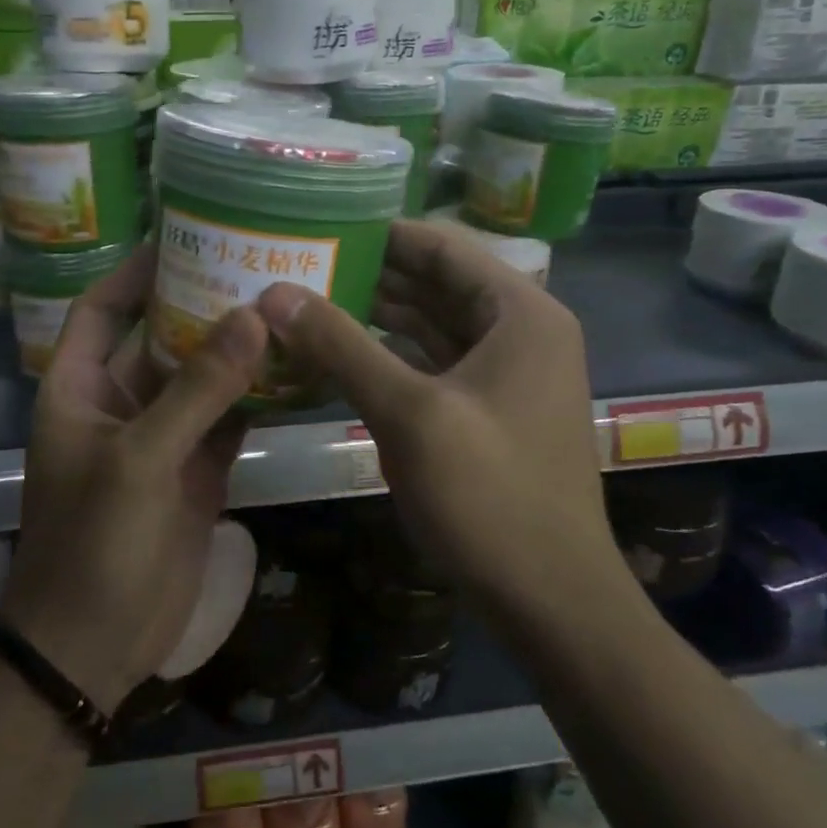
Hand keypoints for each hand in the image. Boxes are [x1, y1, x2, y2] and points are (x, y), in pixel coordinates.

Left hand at [2, 246, 267, 711]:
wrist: (93, 645)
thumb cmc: (93, 542)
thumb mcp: (139, 459)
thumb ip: (196, 389)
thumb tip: (251, 317)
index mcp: (80, 386)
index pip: (102, 308)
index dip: (135, 272)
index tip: (182, 236)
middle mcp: (121, 401)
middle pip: (161, 336)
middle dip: (201, 302)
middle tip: (254, 262)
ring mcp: (161, 437)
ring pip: (201, 377)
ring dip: (236, 349)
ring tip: (285, 303)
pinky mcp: (196, 470)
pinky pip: (227, 419)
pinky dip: (256, 397)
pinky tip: (295, 369)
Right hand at [257, 220, 619, 605]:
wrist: (551, 602)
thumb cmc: (490, 496)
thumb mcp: (409, 413)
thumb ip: (341, 346)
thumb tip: (275, 293)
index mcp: (520, 313)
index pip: (442, 247)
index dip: (381, 232)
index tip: (319, 225)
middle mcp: (518, 330)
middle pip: (434, 282)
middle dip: (369, 273)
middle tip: (299, 263)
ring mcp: (503, 372)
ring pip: (429, 324)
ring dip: (373, 314)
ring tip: (306, 299)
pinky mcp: (485, 409)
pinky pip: (430, 362)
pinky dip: (387, 354)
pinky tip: (335, 353)